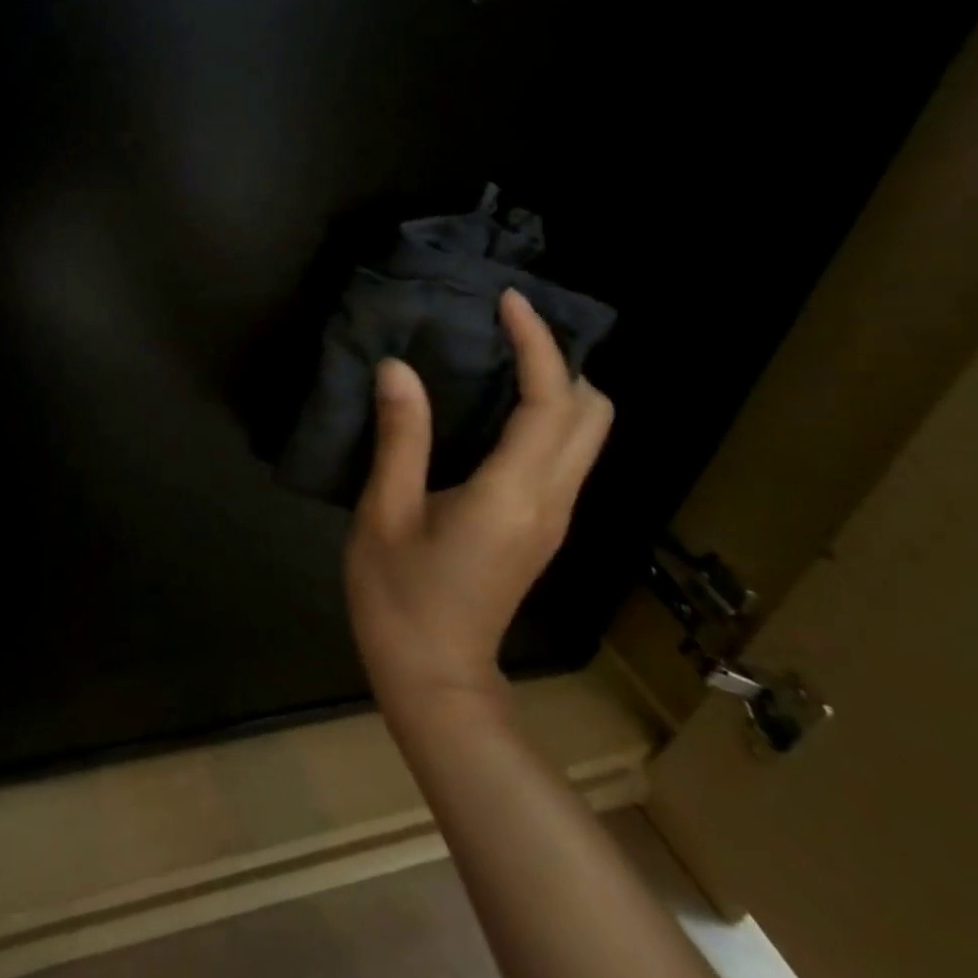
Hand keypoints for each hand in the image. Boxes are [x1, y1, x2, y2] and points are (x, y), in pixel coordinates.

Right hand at [345, 289, 612, 718]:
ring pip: (586, 435)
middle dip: (562, 361)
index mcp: (513, 494)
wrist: (433, 676)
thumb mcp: (384, 513)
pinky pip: (564, 455)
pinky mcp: (542, 528)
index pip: (549, 403)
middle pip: (593, 415)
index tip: (508, 302)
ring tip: (498, 358)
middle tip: (503, 331)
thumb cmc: (398, 595)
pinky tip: (493, 409)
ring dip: (558, 387)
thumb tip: (399, 369)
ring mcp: (554, 518)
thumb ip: (400, 438)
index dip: (536, 345)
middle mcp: (551, 501)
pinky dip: (545, 416)